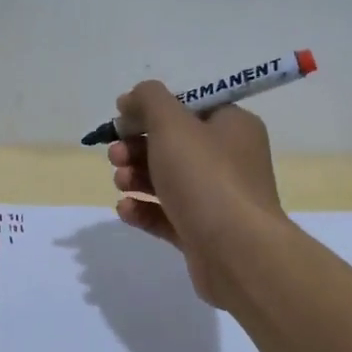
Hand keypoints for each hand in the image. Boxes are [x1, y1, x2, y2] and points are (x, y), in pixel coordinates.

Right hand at [106, 82, 289, 307]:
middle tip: (116, 155)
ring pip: (168, 180)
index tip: (122, 117)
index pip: (190, 106)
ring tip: (120, 182)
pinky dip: (144, 209)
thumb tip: (132, 98)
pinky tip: (125, 209)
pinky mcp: (203, 233)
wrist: (236, 252)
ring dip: (137, 177)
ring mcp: (217, 199)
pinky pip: (167, 215)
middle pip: (174, 144)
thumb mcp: (172, 124)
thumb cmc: (206, 177)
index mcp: (233, 126)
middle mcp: (230, 160)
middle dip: (137, 147)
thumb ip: (149, 100)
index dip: (153, 109)